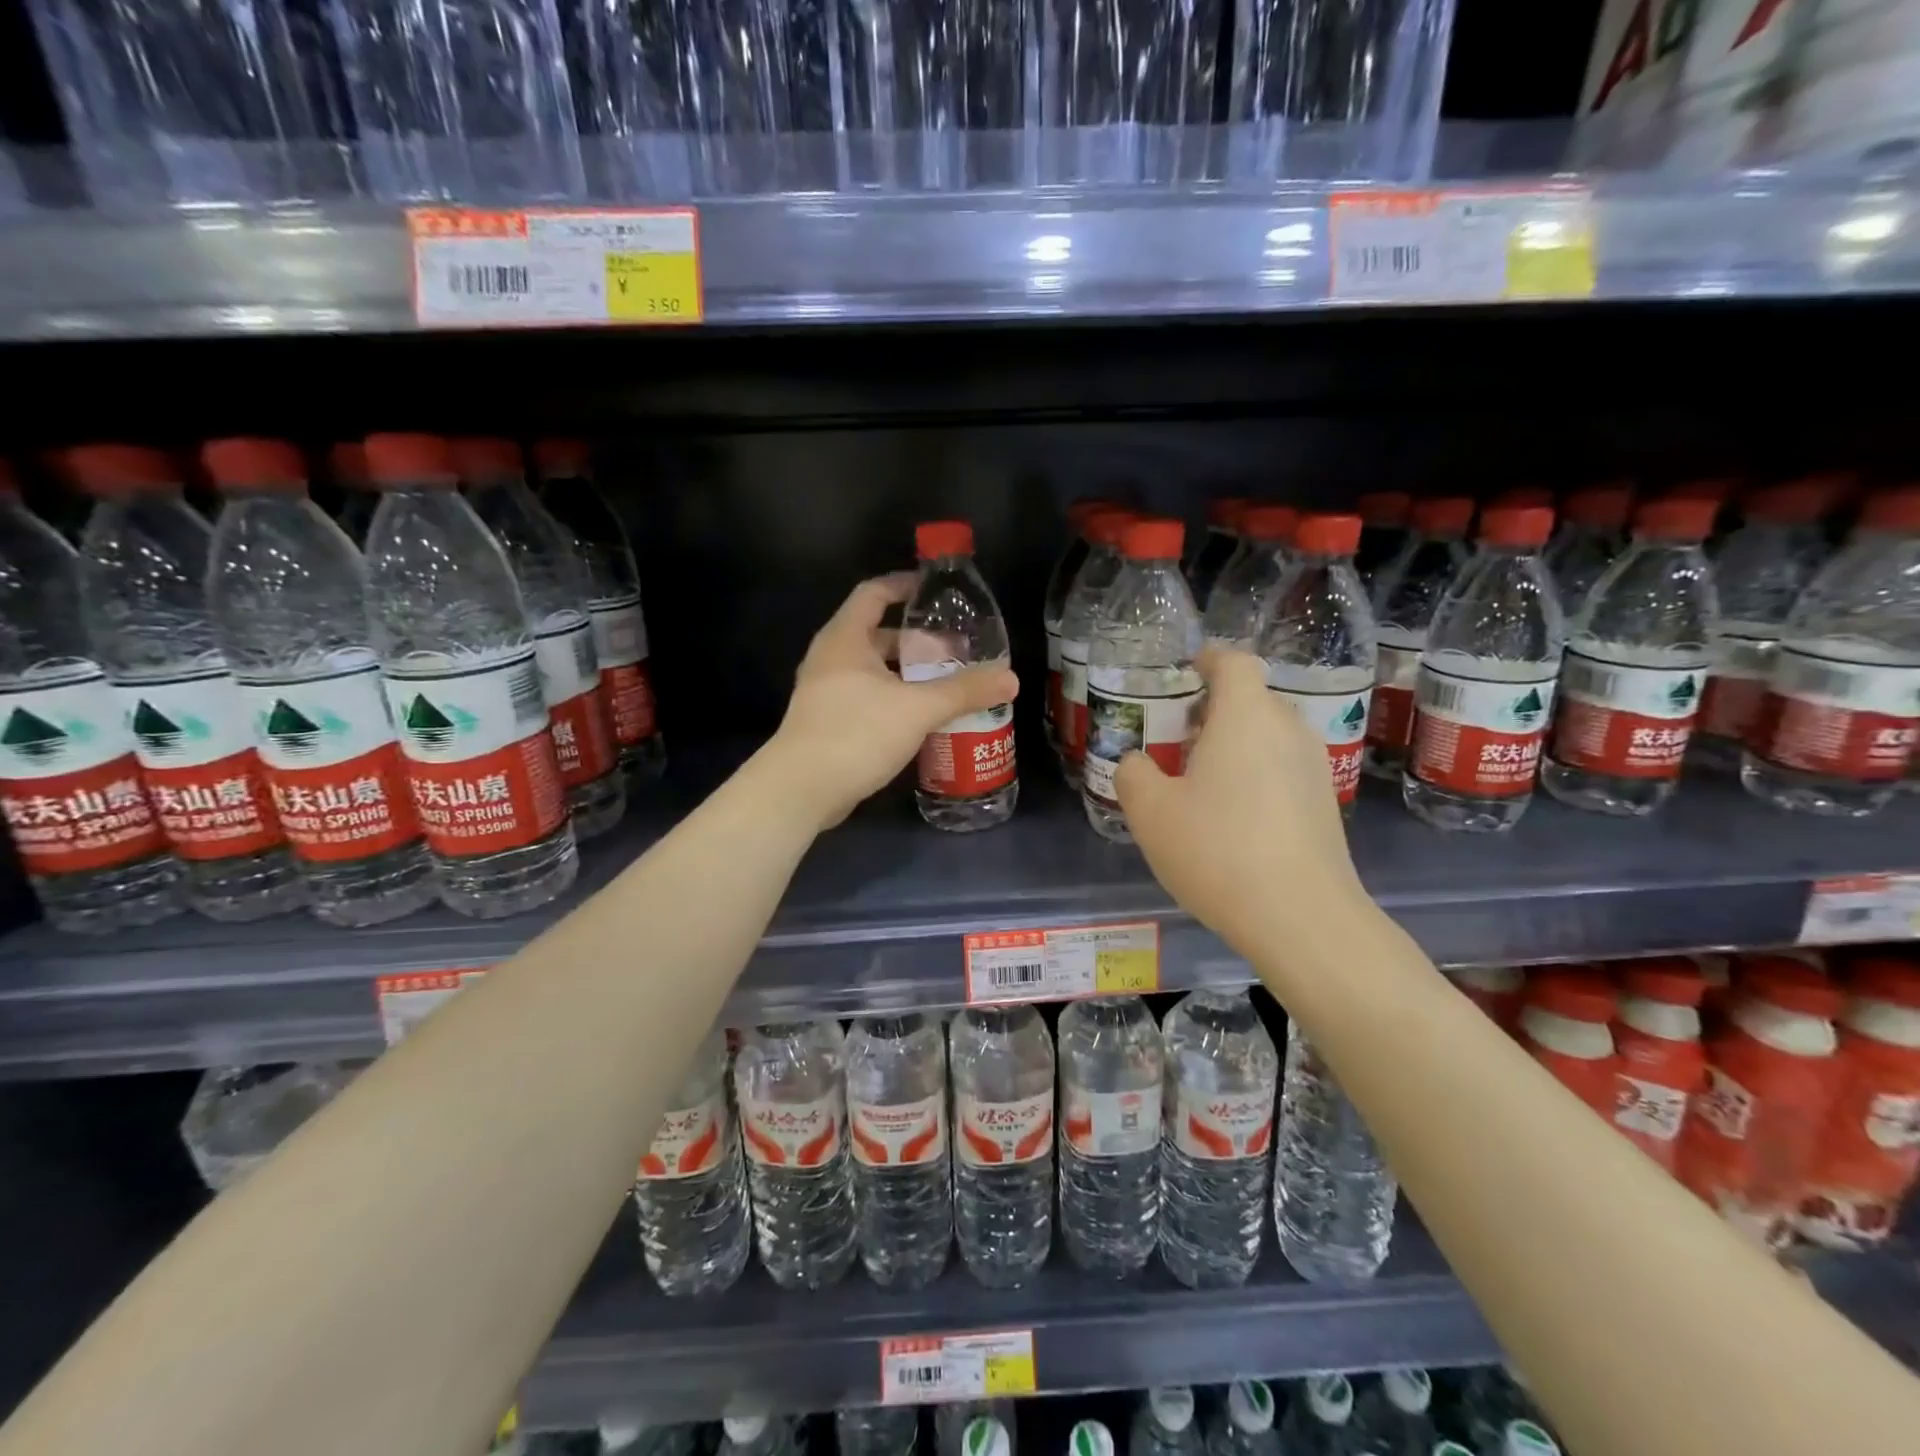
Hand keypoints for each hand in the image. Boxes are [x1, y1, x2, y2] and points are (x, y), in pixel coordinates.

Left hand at [767, 574, 1018, 830]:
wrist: (801, 789)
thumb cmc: (856, 733)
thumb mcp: (918, 708)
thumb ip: (964, 691)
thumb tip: (1011, 678)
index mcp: (845, 639)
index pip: (874, 593)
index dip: (903, 586)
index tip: (934, 591)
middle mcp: (831, 658)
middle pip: (876, 635)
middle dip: (916, 640)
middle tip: (954, 649)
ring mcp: (825, 692)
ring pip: (872, 670)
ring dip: (906, 674)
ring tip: (944, 684)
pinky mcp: (827, 722)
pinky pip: (867, 698)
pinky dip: (894, 699)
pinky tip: (921, 718)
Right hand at [1115, 646, 1366, 952]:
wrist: (1300, 916)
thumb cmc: (1217, 849)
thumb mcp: (1151, 812)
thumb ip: (1134, 774)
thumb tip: (1138, 763)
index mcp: (1245, 716)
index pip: (1234, 663)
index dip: (1209, 659)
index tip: (1188, 670)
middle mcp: (1287, 730)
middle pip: (1253, 700)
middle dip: (1216, 709)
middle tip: (1180, 737)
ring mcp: (1314, 767)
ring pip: (1270, 737)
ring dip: (1237, 744)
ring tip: (1203, 780)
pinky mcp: (1325, 804)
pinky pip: (1284, 769)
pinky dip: (1257, 775)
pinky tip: (1234, 817)